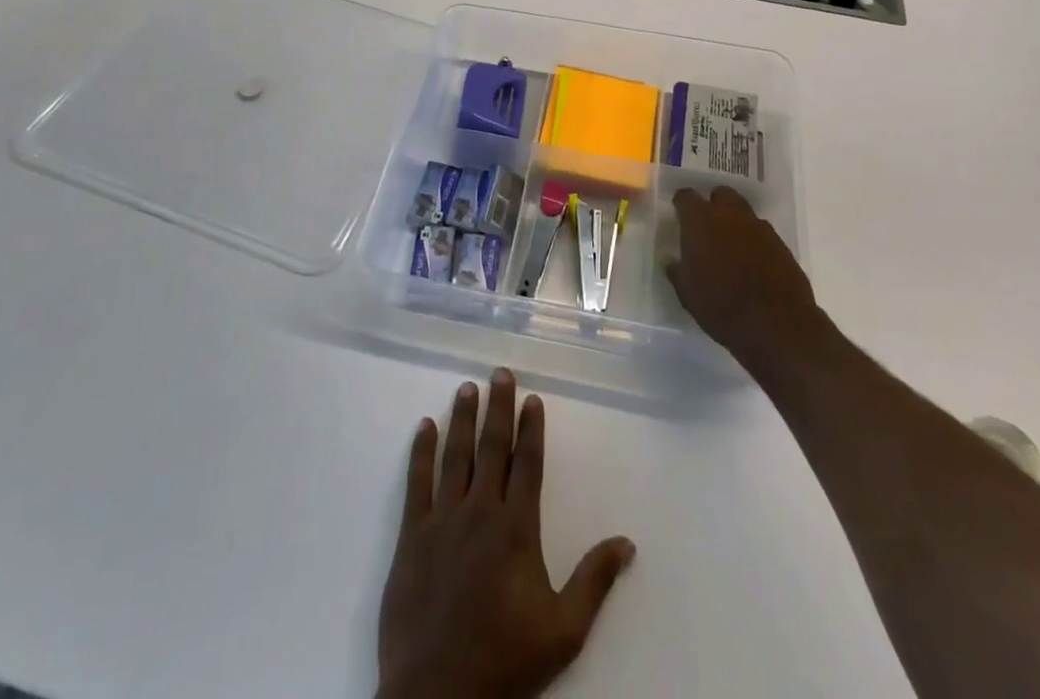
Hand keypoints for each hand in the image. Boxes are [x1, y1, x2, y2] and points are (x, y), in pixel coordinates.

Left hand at [377, 368, 634, 698]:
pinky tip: (424, 427)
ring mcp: (443, 520)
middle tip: (500, 373)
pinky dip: (421, 451)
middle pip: (491, 447)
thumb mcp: (563, 631)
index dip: (531, 428)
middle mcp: (480, 512)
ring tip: (466, 388)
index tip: (533, 398)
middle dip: (498, 407)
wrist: (437, 698)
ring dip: (461, 418)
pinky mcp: (412, 536)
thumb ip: (594, 581)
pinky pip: (417, 482)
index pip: (527, 464)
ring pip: (454, 455)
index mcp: (516, 529)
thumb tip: (627, 542)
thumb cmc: (505, 663)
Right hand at [665, 185, 825, 377]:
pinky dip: (753, 241)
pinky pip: (762, 233)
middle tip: (706, 228)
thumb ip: (678, 271)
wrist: (778, 325)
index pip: (686, 196)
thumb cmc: (722, 307)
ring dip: (735, 223)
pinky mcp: (781, 244)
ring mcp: (760, 228)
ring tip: (730, 248)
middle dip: (713, 205)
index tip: (678, 216)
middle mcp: (730, 215)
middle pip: (721, 195)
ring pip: (744, 212)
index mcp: (701, 221)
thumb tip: (674, 261)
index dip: (681, 204)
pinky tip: (751, 263)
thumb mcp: (687, 294)